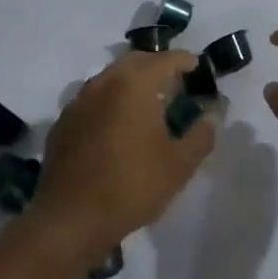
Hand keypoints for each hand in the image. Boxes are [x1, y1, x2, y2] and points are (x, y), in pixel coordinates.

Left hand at [36, 51, 217, 252]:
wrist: (71, 219)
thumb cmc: (133, 186)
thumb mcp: (179, 164)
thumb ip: (202, 134)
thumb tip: (214, 114)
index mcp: (134, 84)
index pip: (165, 59)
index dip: (185, 61)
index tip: (198, 67)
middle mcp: (104, 83)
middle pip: (135, 61)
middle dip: (157, 66)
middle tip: (175, 82)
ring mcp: (78, 101)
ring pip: (110, 78)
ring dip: (131, 82)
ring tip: (148, 103)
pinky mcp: (63, 123)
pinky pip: (93, 99)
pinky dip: (110, 101)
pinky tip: (117, 125)